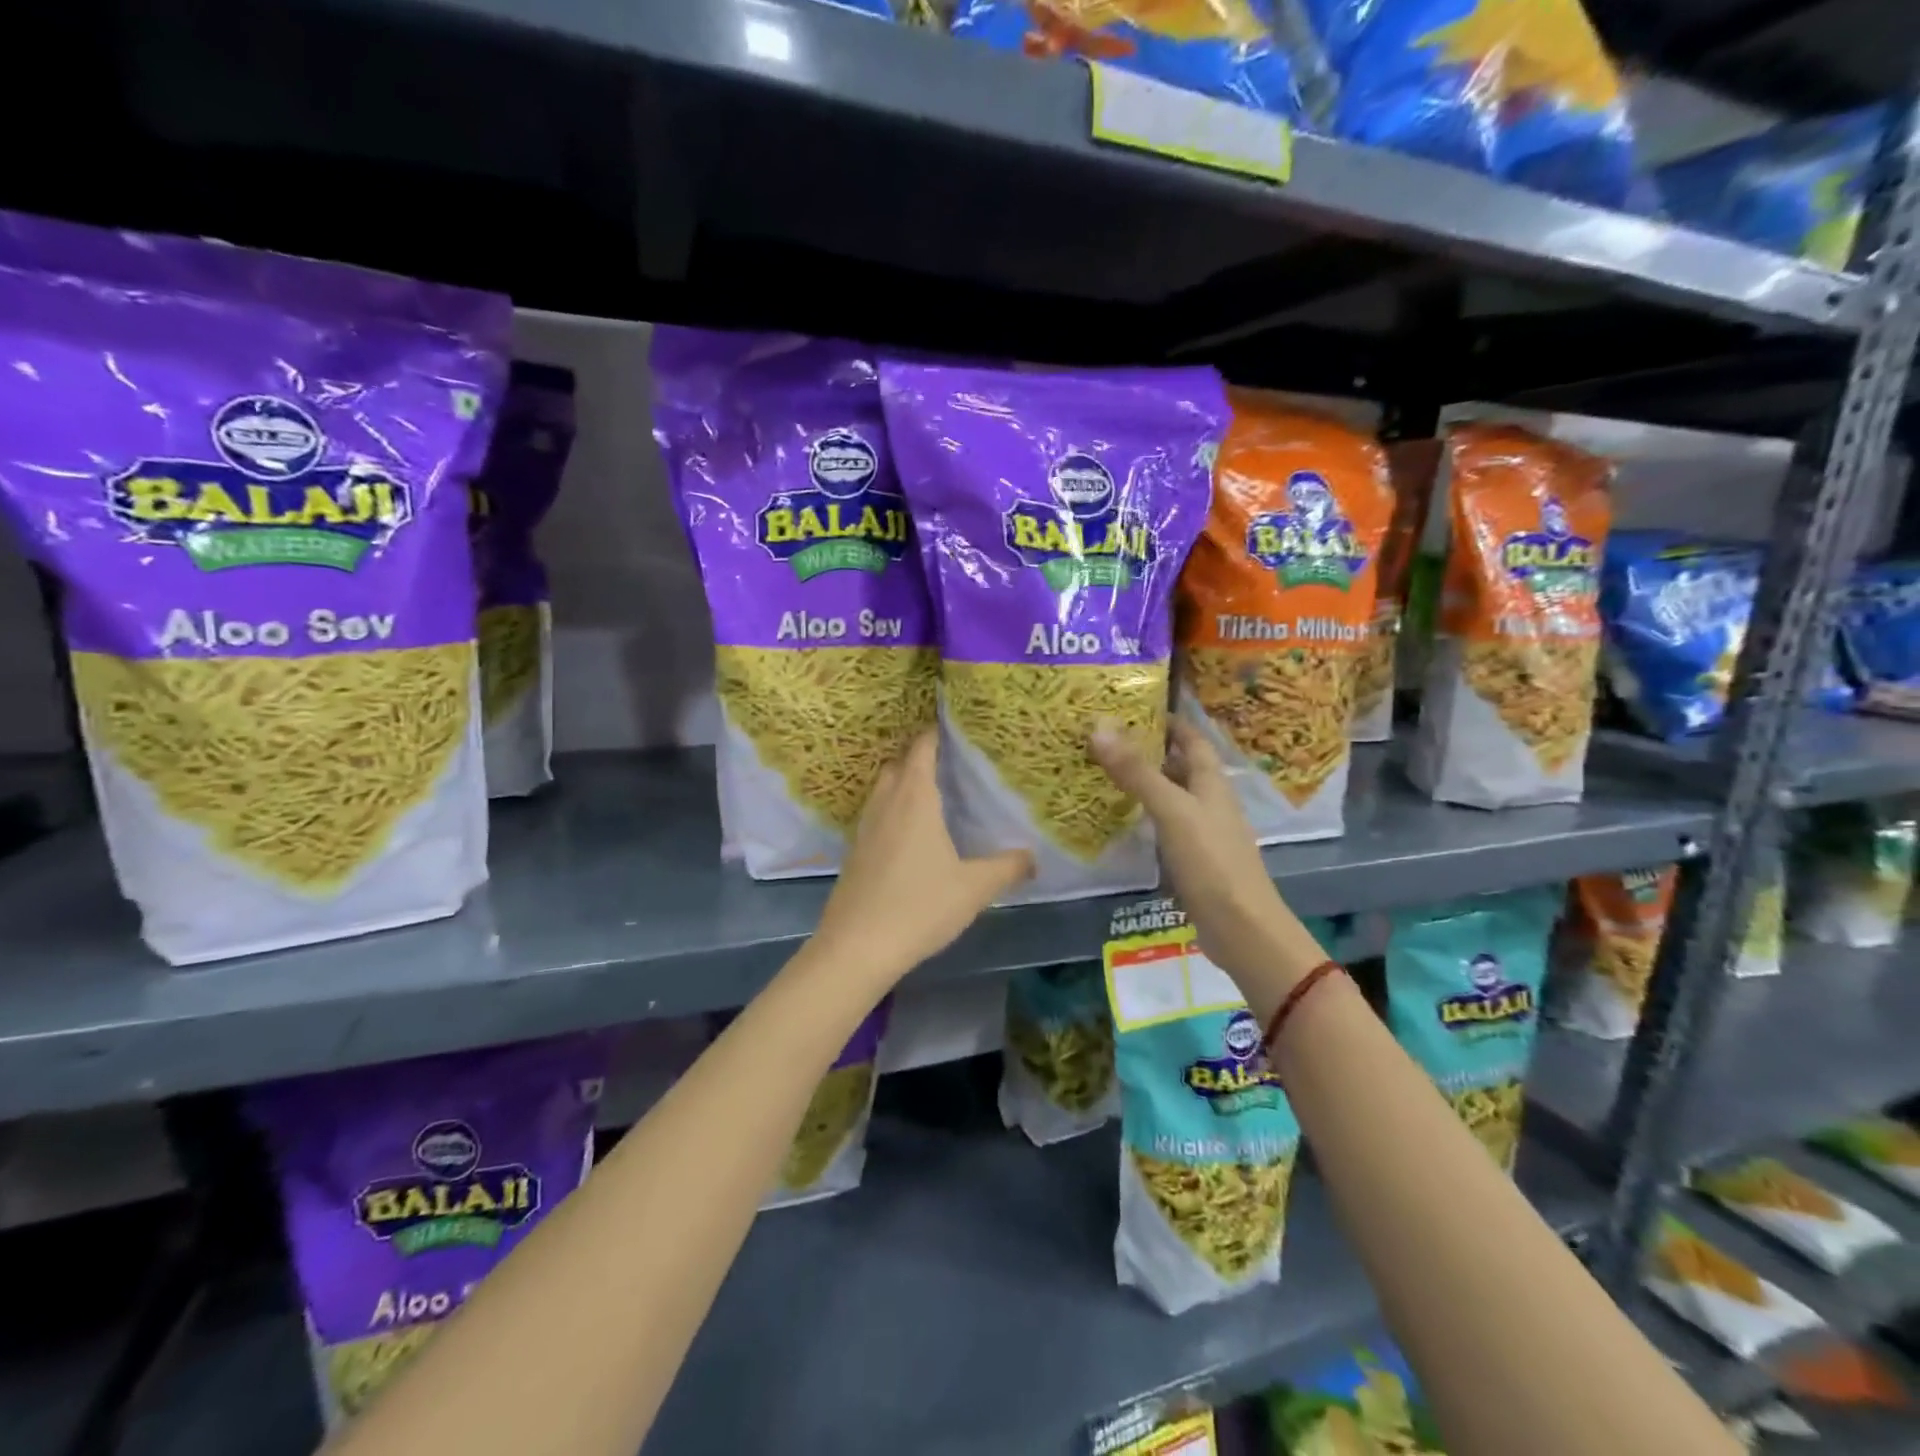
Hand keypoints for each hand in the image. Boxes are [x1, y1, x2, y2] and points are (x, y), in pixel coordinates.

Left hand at [811, 729, 1032, 985]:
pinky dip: (890, 810)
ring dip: (900, 783)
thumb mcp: (973, 889)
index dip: (934, 733)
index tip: (952, 724)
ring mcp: (864, 829)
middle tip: (948, 762)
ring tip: (929, 794)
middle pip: (897, 765)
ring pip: (881, 790)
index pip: (921, 750)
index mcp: (914, 800)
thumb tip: (1033, 857)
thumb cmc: (920, 907)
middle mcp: (885, 805)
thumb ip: (1007, 868)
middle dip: (917, 756)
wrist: (856, 948)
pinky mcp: (853, 853)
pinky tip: (907, 835)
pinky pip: (874, 816)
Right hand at [1090, 719, 1325, 1007]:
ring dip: (1142, 784)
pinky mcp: (1192, 860)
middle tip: (1104, 740)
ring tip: (1101, 773)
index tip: (1132, 707)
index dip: (1168, 721)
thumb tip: (1098, 727)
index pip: (1191, 738)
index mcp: (1211, 782)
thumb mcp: (1171, 810)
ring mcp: (1202, 832)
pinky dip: (1143, 817)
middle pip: (1179, 766)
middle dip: (1147, 750)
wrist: (1240, 927)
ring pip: (1170, 797)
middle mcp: (1209, 801)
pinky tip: (1119, 821)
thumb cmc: (1211, 861)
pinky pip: (1164, 827)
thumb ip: (1136, 772)